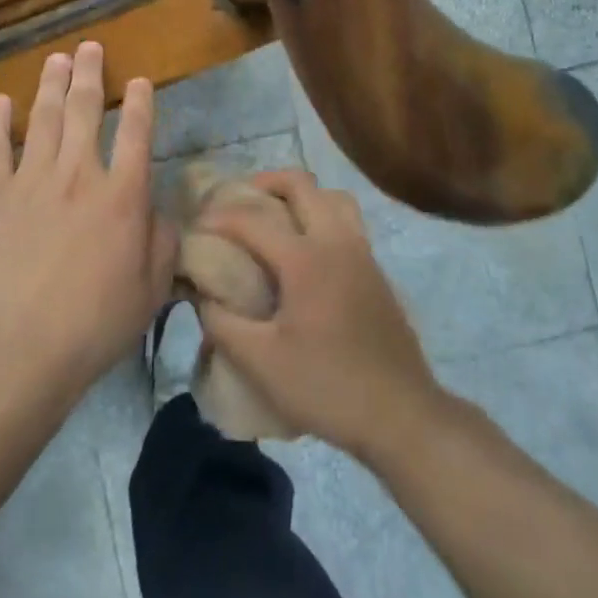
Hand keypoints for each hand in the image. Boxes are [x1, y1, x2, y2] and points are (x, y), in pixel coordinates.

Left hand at [0, 41, 174, 398]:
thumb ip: (163, 242)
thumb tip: (161, 211)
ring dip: (50, 85)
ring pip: (43, 119)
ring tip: (56, 59)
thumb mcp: (151, 289)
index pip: (136, 133)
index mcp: (123, 195)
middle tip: (88, 47)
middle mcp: (79, 174)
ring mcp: (31, 180)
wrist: (18, 348)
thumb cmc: (94, 324)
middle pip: (84, 110)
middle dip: (89, 75)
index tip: (139, 81)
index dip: (140, 103)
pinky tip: (0, 100)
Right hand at [197, 170, 446, 463]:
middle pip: (300, 184)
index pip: (252, 219)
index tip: (196, 227)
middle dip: (264, 183)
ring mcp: (362, 252)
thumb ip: (222, 323)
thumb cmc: (327, 386)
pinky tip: (307, 250)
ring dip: (300, 196)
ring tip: (276, 217)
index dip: (219, 217)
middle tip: (238, 202)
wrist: (401, 414)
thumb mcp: (261, 363)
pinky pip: (347, 220)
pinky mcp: (376, 270)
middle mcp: (336, 241)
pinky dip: (322, 216)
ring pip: (332, 197)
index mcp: (305, 259)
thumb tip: (202, 294)